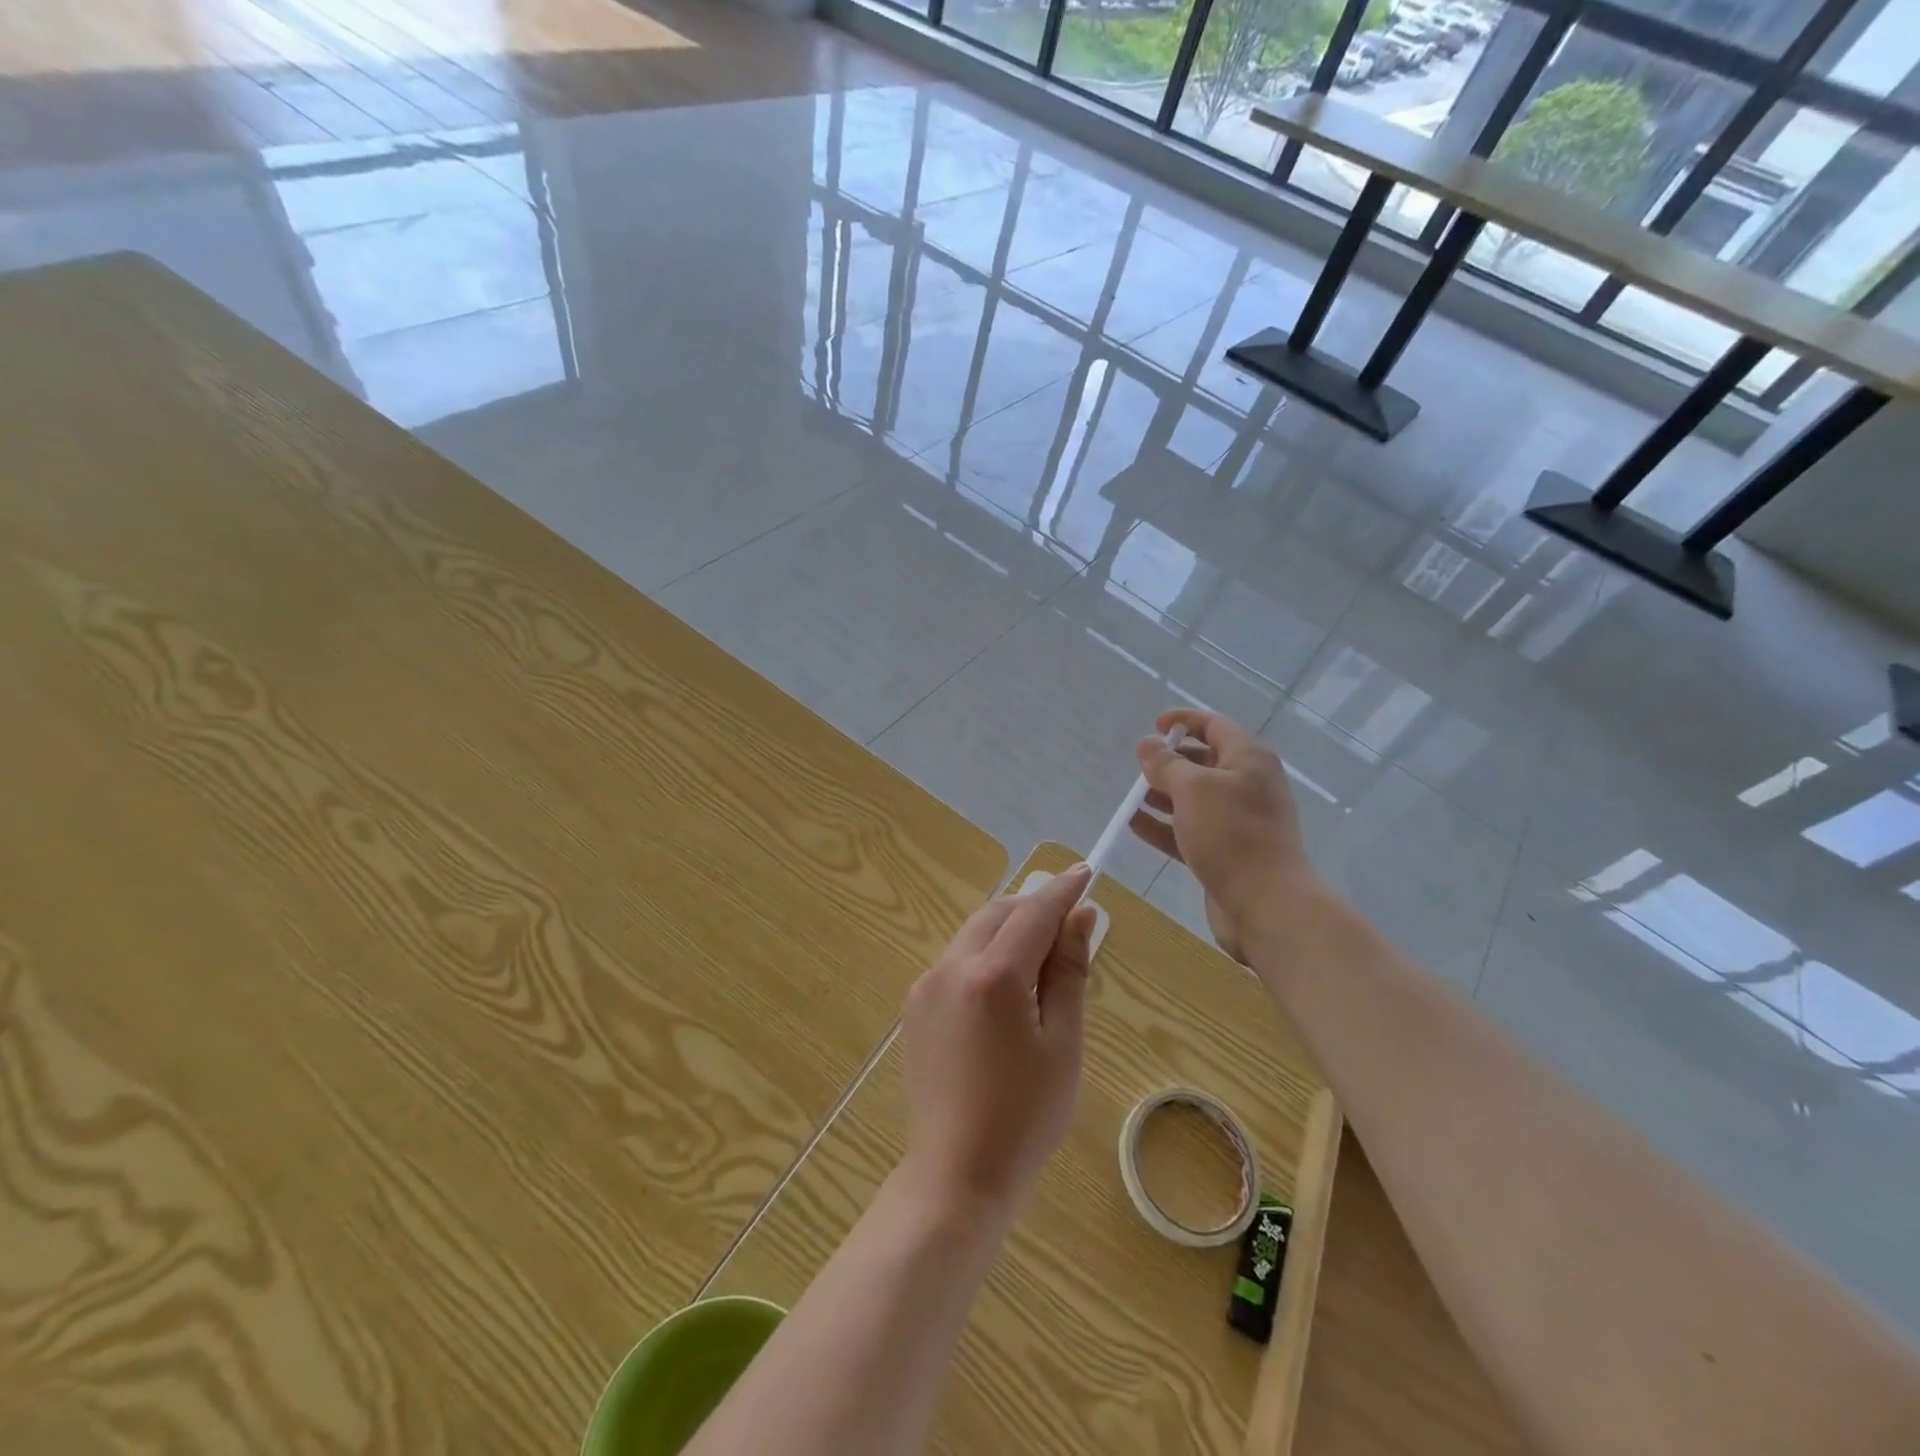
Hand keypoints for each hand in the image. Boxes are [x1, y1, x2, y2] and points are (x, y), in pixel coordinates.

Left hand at [900, 864, 1097, 1212]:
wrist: (956, 1174)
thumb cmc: (1025, 1115)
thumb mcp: (1062, 1042)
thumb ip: (1069, 971)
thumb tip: (1081, 916)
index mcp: (993, 976)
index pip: (1033, 913)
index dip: (1062, 891)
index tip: (1085, 872)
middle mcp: (951, 968)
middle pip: (997, 914)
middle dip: (1032, 908)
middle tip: (1068, 924)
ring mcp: (925, 986)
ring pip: (973, 935)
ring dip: (1007, 932)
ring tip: (1041, 962)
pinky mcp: (914, 1007)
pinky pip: (956, 962)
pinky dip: (985, 958)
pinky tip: (1005, 993)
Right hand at [1128, 709, 1318, 960]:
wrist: (1266, 903)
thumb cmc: (1231, 834)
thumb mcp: (1192, 789)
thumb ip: (1165, 763)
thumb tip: (1148, 744)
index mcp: (1248, 759)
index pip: (1214, 725)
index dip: (1184, 721)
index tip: (1154, 726)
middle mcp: (1248, 785)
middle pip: (1204, 762)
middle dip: (1170, 762)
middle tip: (1140, 768)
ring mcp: (1239, 821)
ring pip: (1195, 799)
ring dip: (1163, 795)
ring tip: (1132, 798)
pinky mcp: (1227, 852)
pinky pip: (1191, 830)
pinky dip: (1164, 826)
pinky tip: (1135, 825)